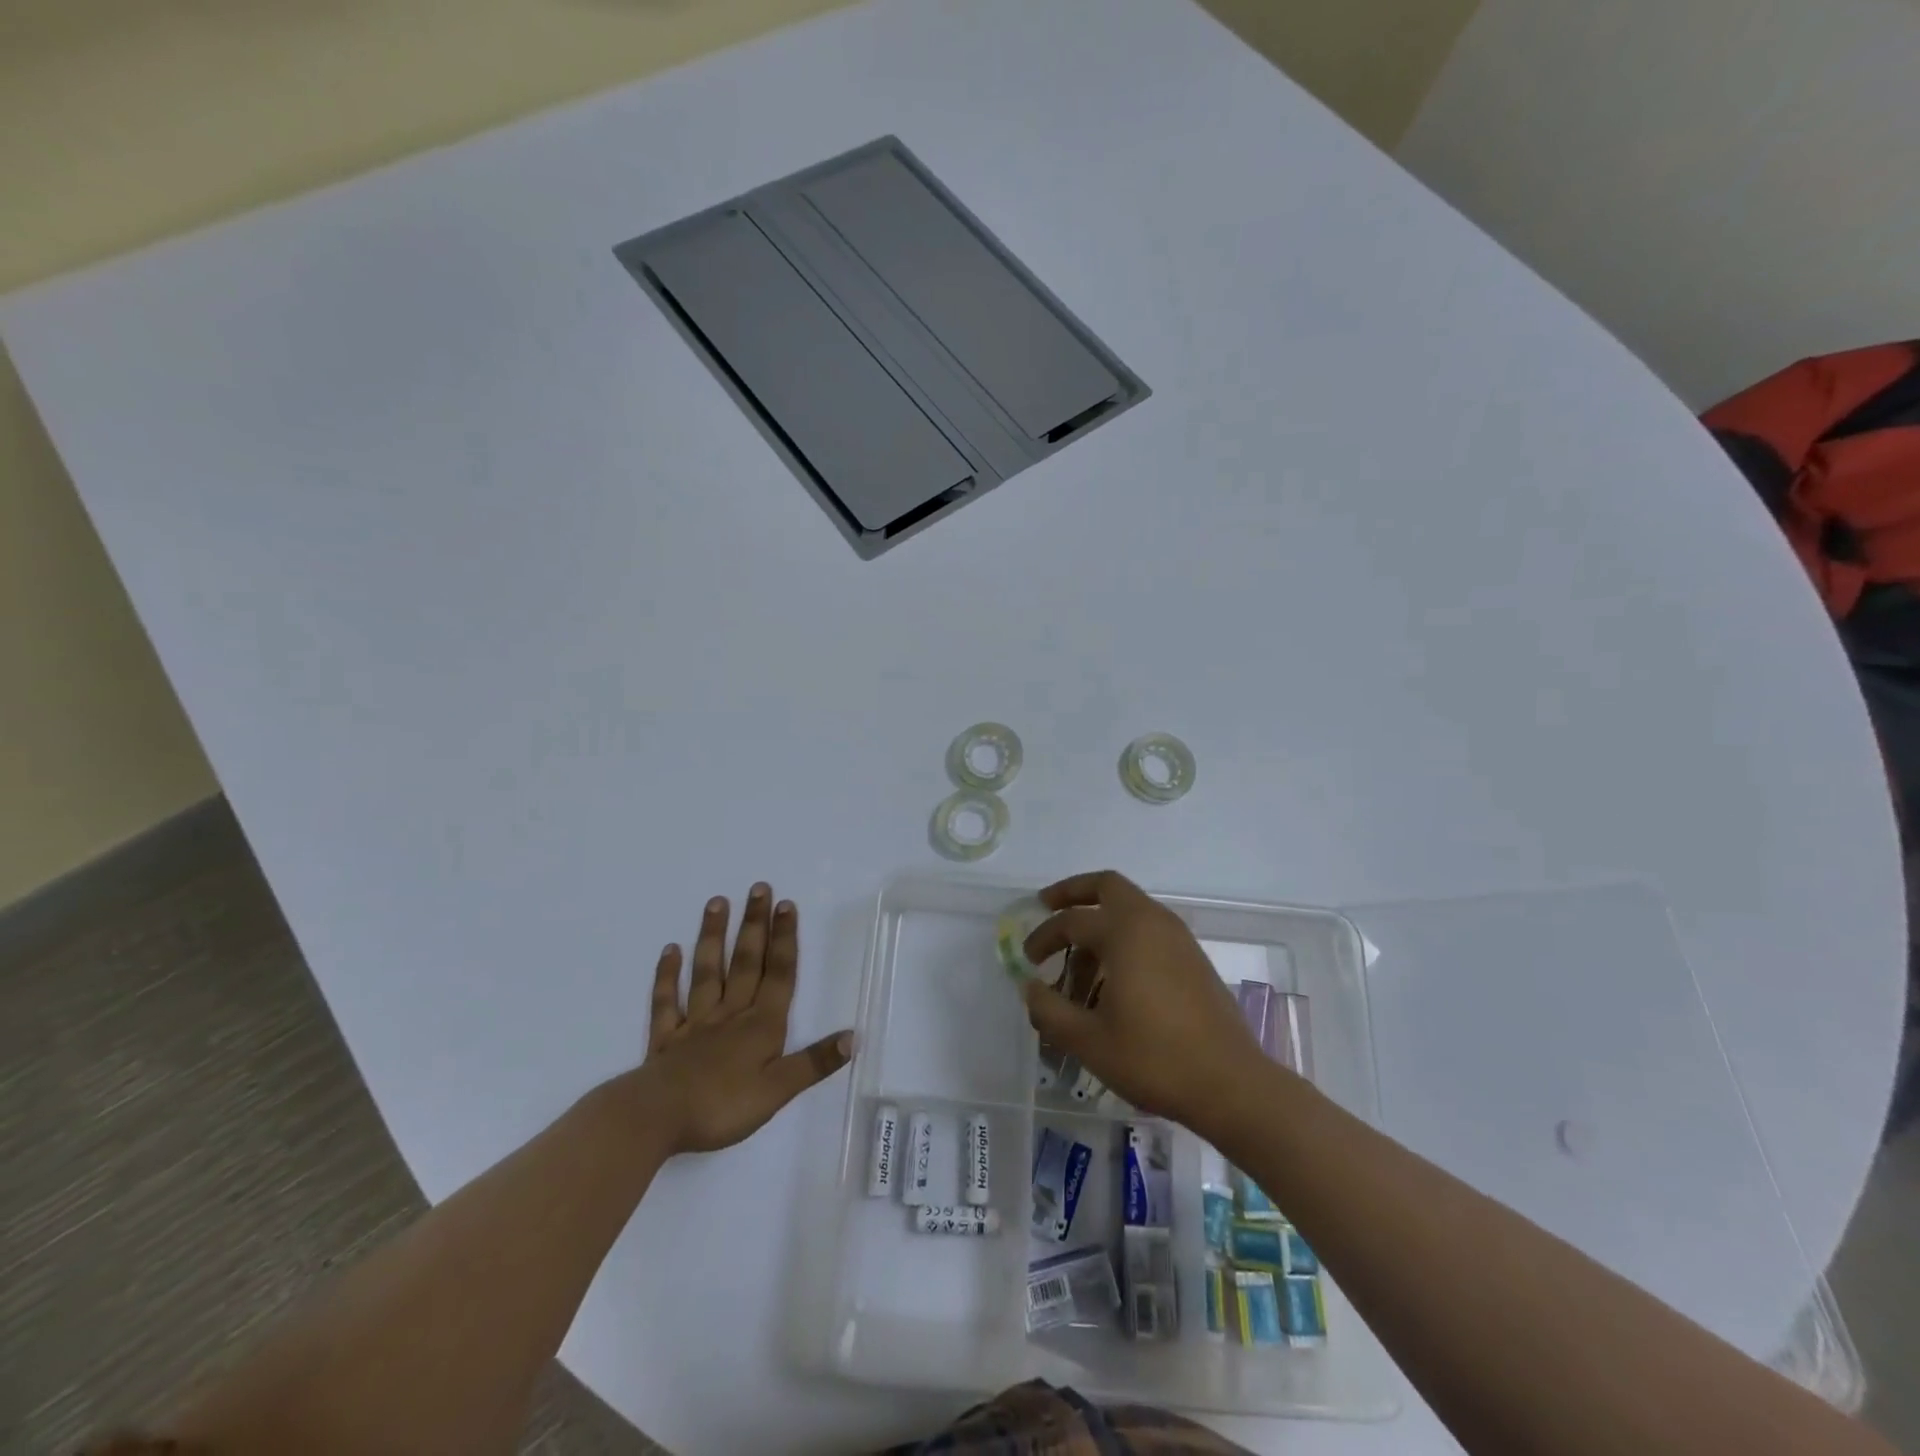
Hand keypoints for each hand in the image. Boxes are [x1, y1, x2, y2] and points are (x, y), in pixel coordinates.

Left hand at [643, 884, 852, 1154]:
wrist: (656, 1118)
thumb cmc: (722, 1106)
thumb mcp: (778, 1090)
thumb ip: (814, 1063)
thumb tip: (853, 1037)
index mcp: (761, 1025)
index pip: (778, 974)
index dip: (784, 940)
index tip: (785, 904)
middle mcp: (731, 1014)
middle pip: (746, 963)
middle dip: (755, 925)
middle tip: (758, 887)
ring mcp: (695, 1023)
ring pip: (708, 972)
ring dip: (713, 937)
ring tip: (717, 902)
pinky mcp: (666, 1039)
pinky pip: (667, 1001)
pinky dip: (667, 975)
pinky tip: (670, 950)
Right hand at [1022, 870, 1270, 1137]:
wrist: (1230, 1084)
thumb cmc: (1154, 1058)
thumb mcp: (1088, 1041)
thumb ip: (1050, 1010)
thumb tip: (1030, 988)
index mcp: (1125, 932)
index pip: (1071, 921)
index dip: (1042, 937)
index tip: (1027, 959)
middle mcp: (1152, 922)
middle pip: (1107, 886)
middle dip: (1074, 891)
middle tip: (1047, 905)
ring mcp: (1178, 938)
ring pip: (1130, 909)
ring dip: (1100, 922)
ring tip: (1078, 965)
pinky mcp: (1193, 958)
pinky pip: (1149, 930)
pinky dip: (1124, 938)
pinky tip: (1113, 979)